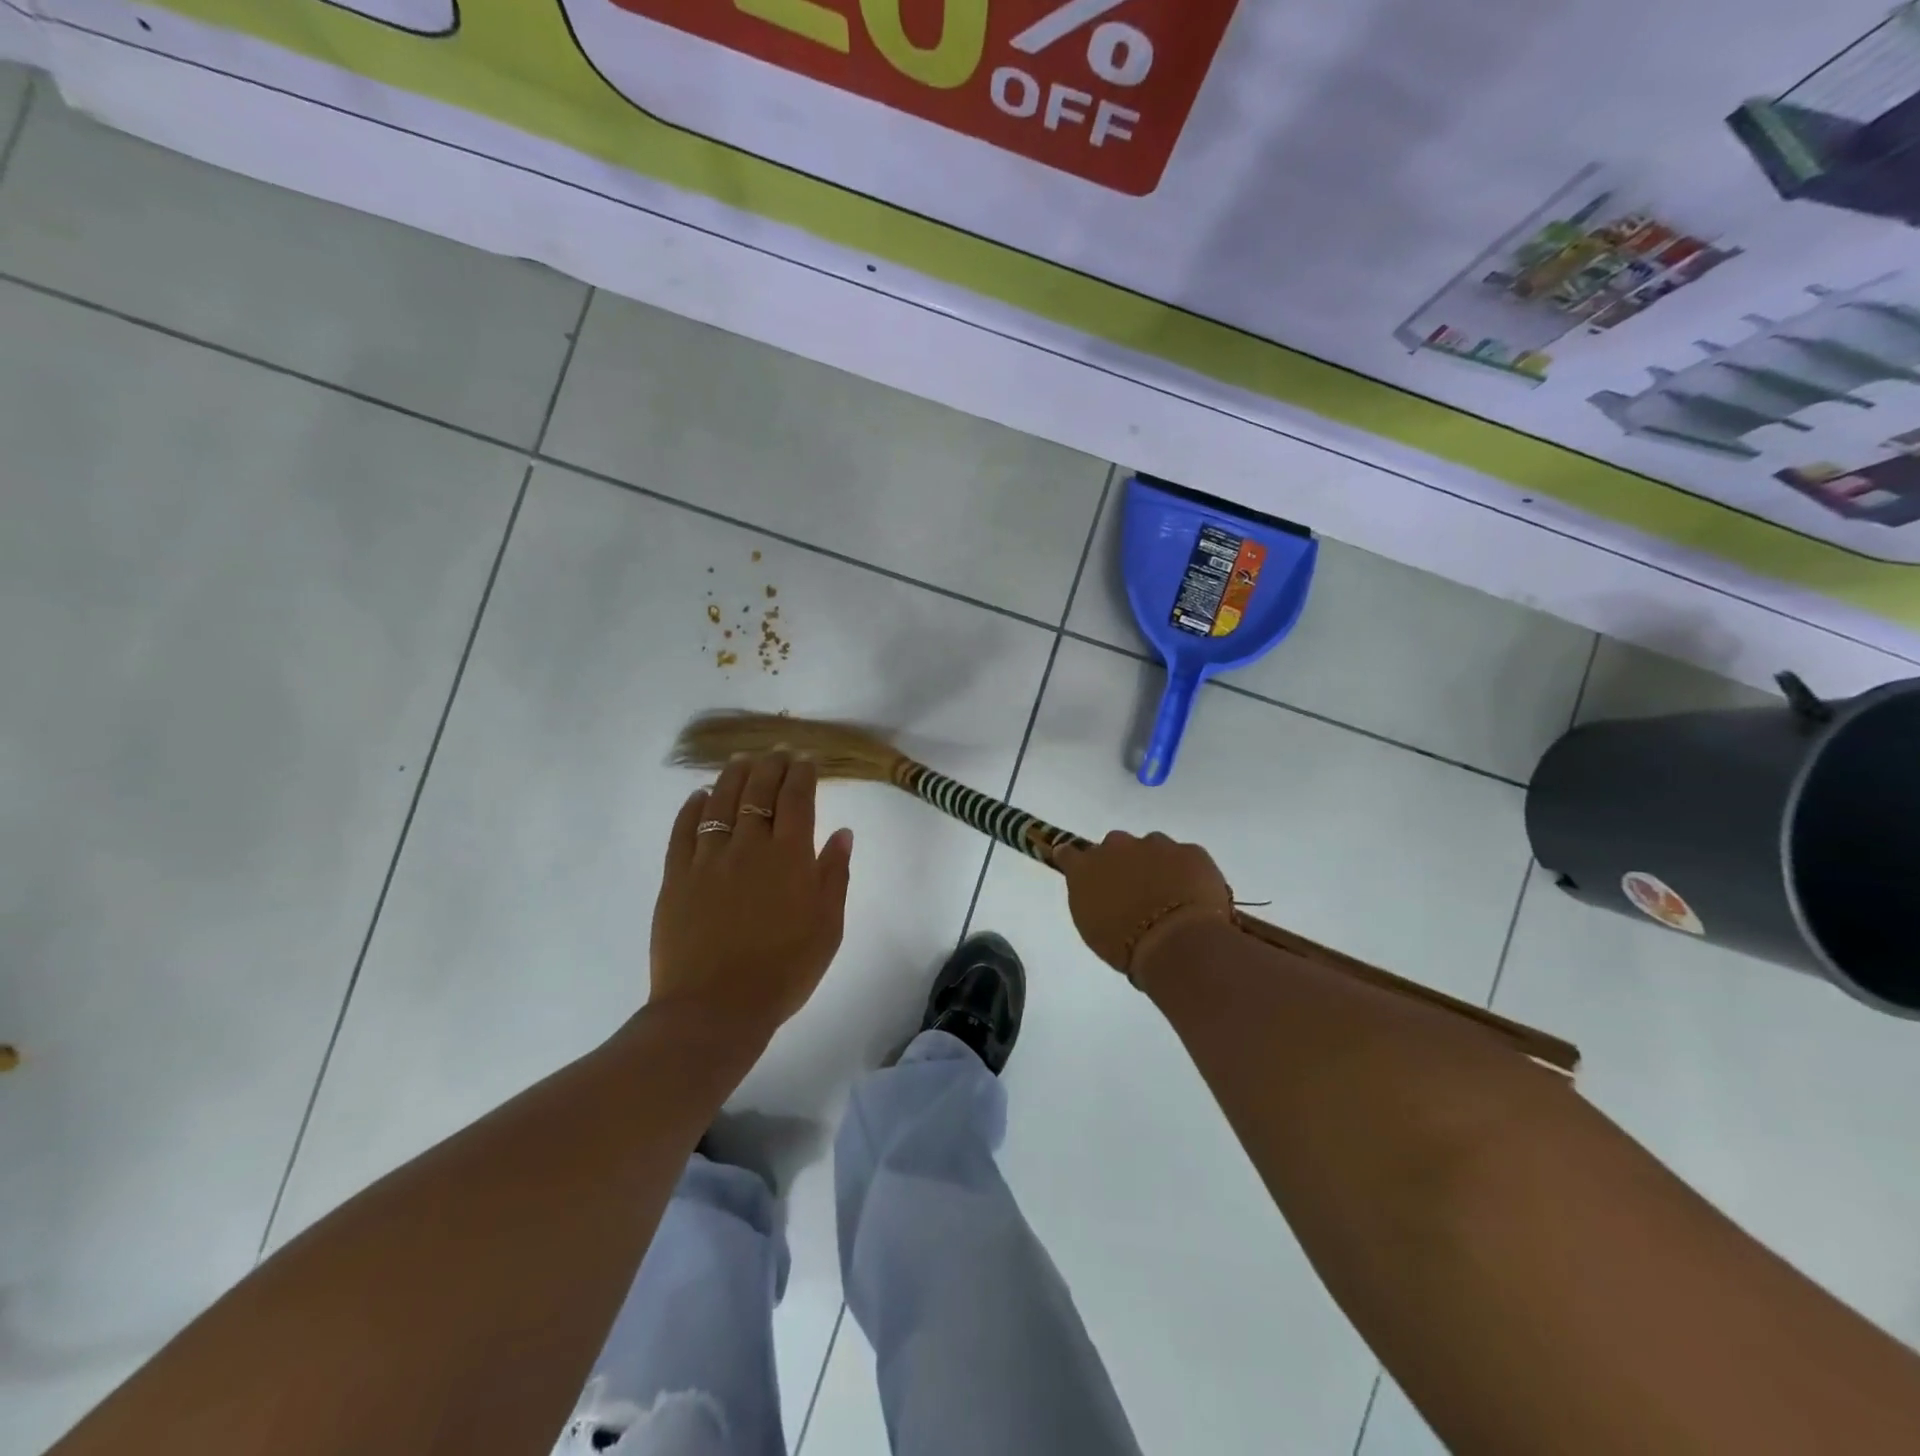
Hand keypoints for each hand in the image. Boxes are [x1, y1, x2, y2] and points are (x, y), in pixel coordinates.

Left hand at [649, 752, 853, 1039]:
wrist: (716, 1009)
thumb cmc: (784, 971)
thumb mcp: (827, 927)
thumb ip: (835, 875)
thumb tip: (842, 832)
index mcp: (790, 857)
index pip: (797, 798)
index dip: (801, 774)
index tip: (804, 760)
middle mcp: (749, 846)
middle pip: (759, 791)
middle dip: (770, 765)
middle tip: (776, 752)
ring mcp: (708, 859)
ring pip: (721, 802)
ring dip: (733, 776)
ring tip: (741, 761)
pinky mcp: (676, 877)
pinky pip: (683, 831)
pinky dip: (693, 807)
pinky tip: (700, 796)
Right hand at [1054, 830, 1232, 985]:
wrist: (1178, 942)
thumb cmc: (1125, 945)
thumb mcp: (1093, 927)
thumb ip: (1092, 900)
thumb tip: (1100, 893)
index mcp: (1086, 868)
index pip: (1070, 853)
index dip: (1077, 861)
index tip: (1084, 872)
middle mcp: (1117, 846)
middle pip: (1115, 846)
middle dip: (1123, 862)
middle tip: (1134, 891)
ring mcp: (1156, 845)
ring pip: (1153, 847)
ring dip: (1156, 864)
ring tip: (1168, 894)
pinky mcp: (1191, 851)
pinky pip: (1185, 856)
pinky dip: (1187, 871)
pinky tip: (1194, 896)